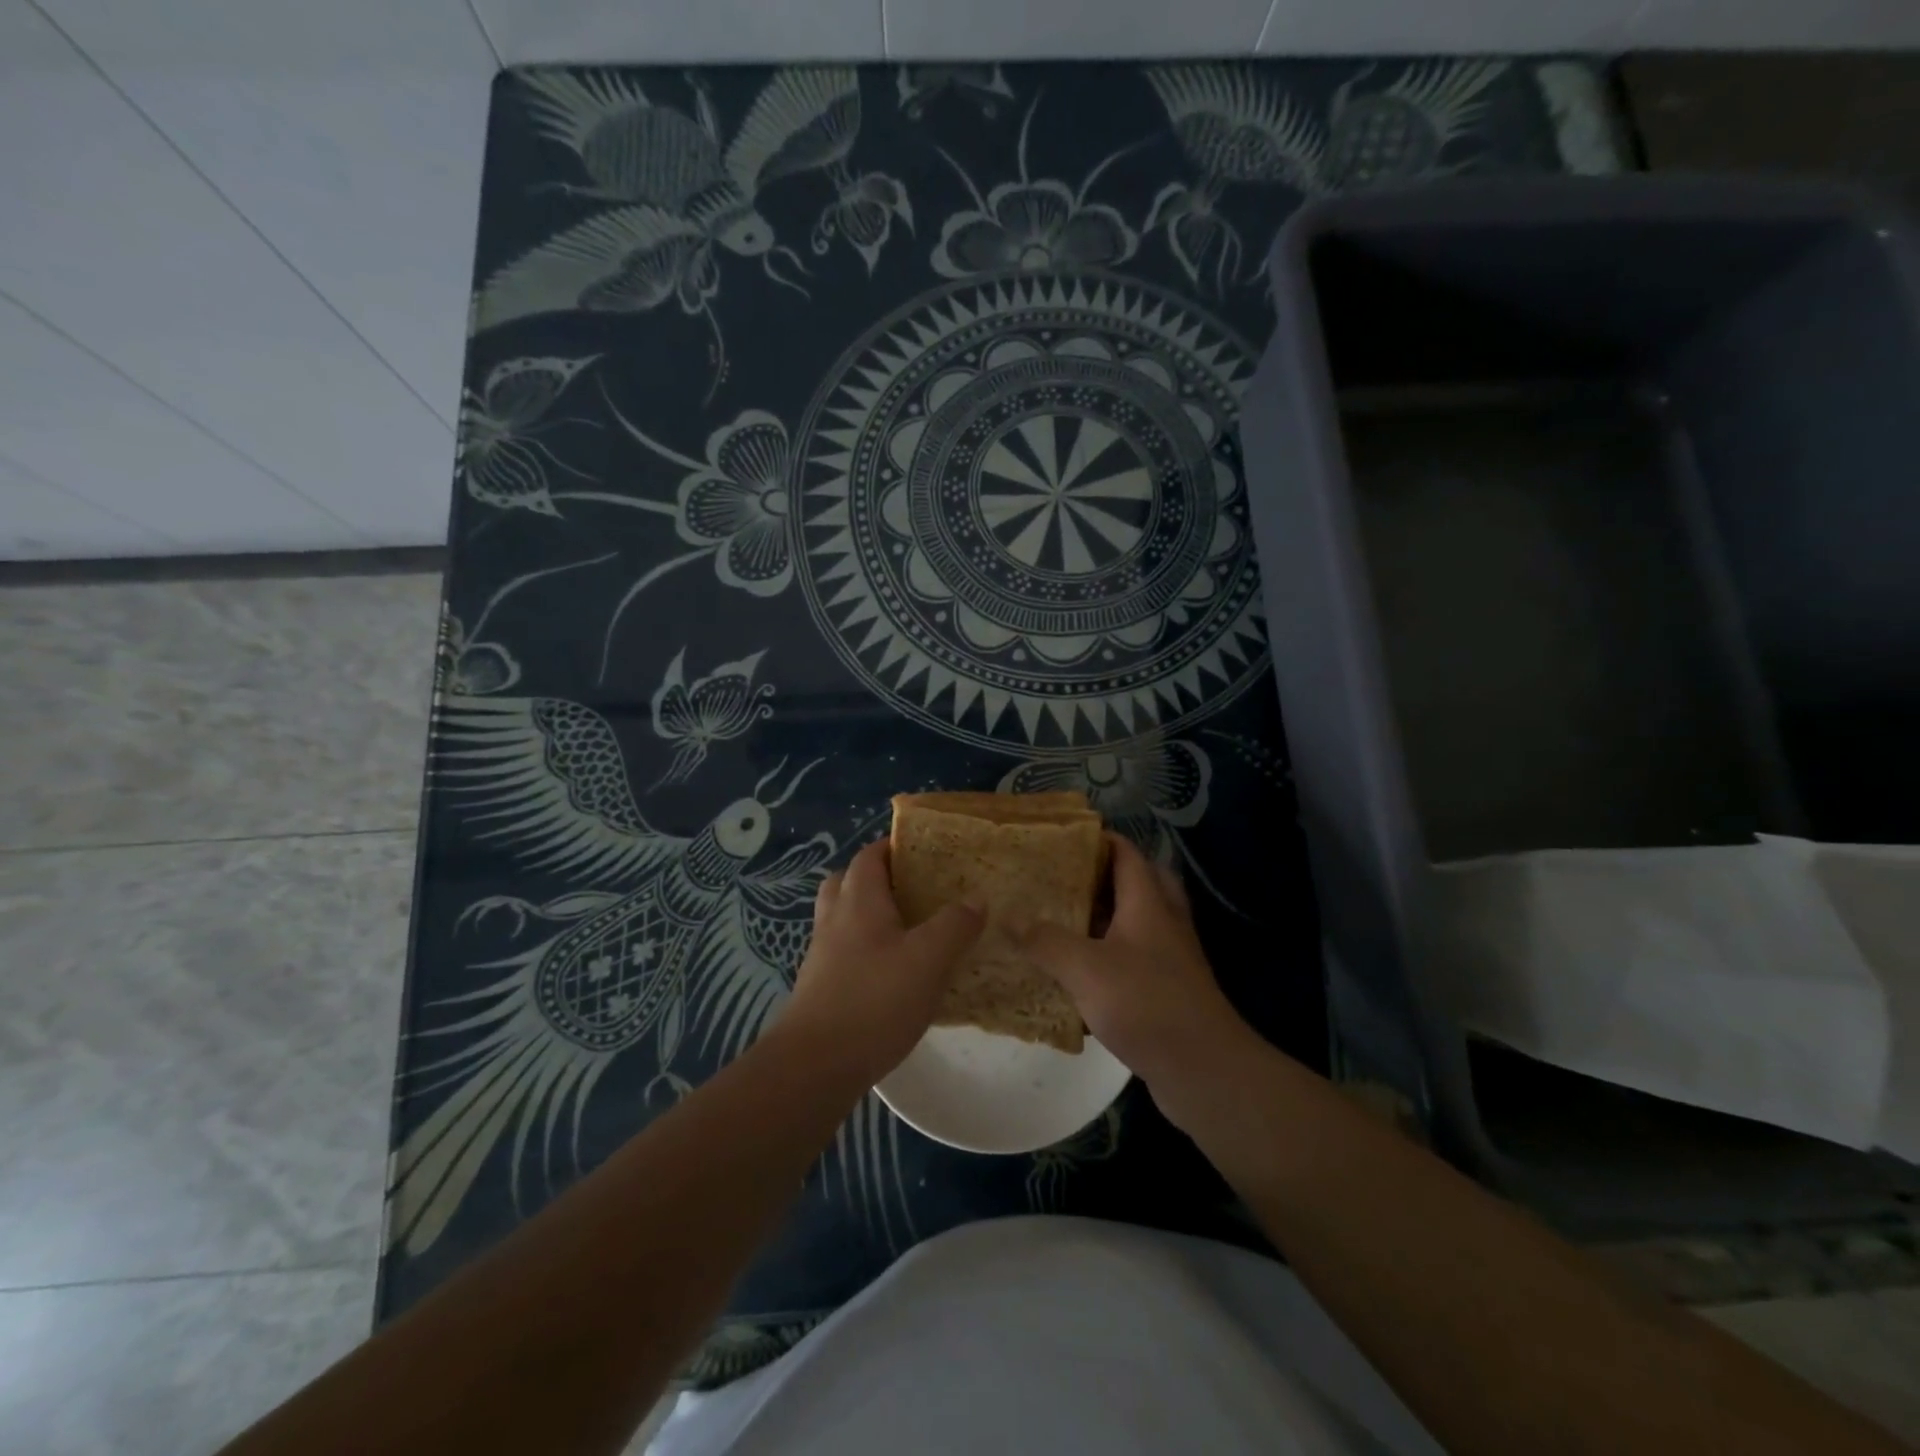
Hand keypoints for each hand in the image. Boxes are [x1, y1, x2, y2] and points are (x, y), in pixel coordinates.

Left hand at [777, 837, 983, 1085]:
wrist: (815, 1065)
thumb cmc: (874, 1000)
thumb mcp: (928, 960)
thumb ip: (955, 925)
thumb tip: (977, 898)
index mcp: (858, 900)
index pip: (870, 855)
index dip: (894, 847)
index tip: (926, 851)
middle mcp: (834, 919)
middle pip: (848, 881)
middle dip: (878, 878)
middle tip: (914, 889)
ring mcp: (822, 954)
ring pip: (843, 917)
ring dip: (869, 915)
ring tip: (908, 930)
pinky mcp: (820, 987)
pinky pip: (843, 951)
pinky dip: (865, 949)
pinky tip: (893, 973)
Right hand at [1017, 834, 1252, 1109]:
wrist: (1204, 1070)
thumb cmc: (1146, 1004)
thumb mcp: (1085, 968)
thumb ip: (1046, 941)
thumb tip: (1010, 917)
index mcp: (1148, 904)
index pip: (1127, 854)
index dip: (1100, 840)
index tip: (1064, 838)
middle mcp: (1164, 923)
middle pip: (1140, 882)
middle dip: (1105, 876)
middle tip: (1066, 879)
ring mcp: (1171, 958)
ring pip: (1138, 923)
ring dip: (1107, 917)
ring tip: (1064, 920)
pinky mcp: (1169, 991)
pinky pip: (1136, 959)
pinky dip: (1111, 956)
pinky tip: (1081, 973)